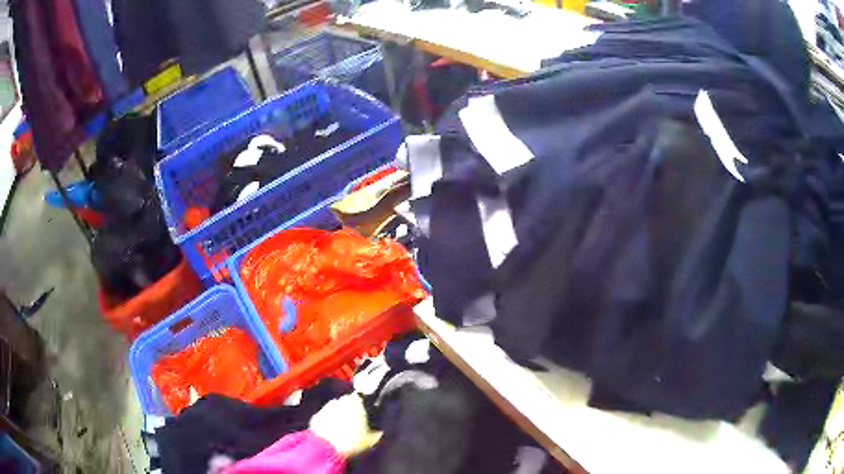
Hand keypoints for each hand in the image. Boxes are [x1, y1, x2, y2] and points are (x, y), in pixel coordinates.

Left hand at [309, 393, 382, 457]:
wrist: (325, 448)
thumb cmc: (350, 442)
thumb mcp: (371, 440)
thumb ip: (378, 433)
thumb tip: (380, 432)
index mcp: (356, 402)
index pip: (361, 398)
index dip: (364, 407)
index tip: (366, 416)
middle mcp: (340, 401)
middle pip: (347, 403)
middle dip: (351, 411)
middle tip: (356, 424)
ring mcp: (326, 407)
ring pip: (335, 409)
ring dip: (339, 416)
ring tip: (344, 430)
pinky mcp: (315, 416)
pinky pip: (325, 417)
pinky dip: (328, 422)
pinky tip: (333, 433)